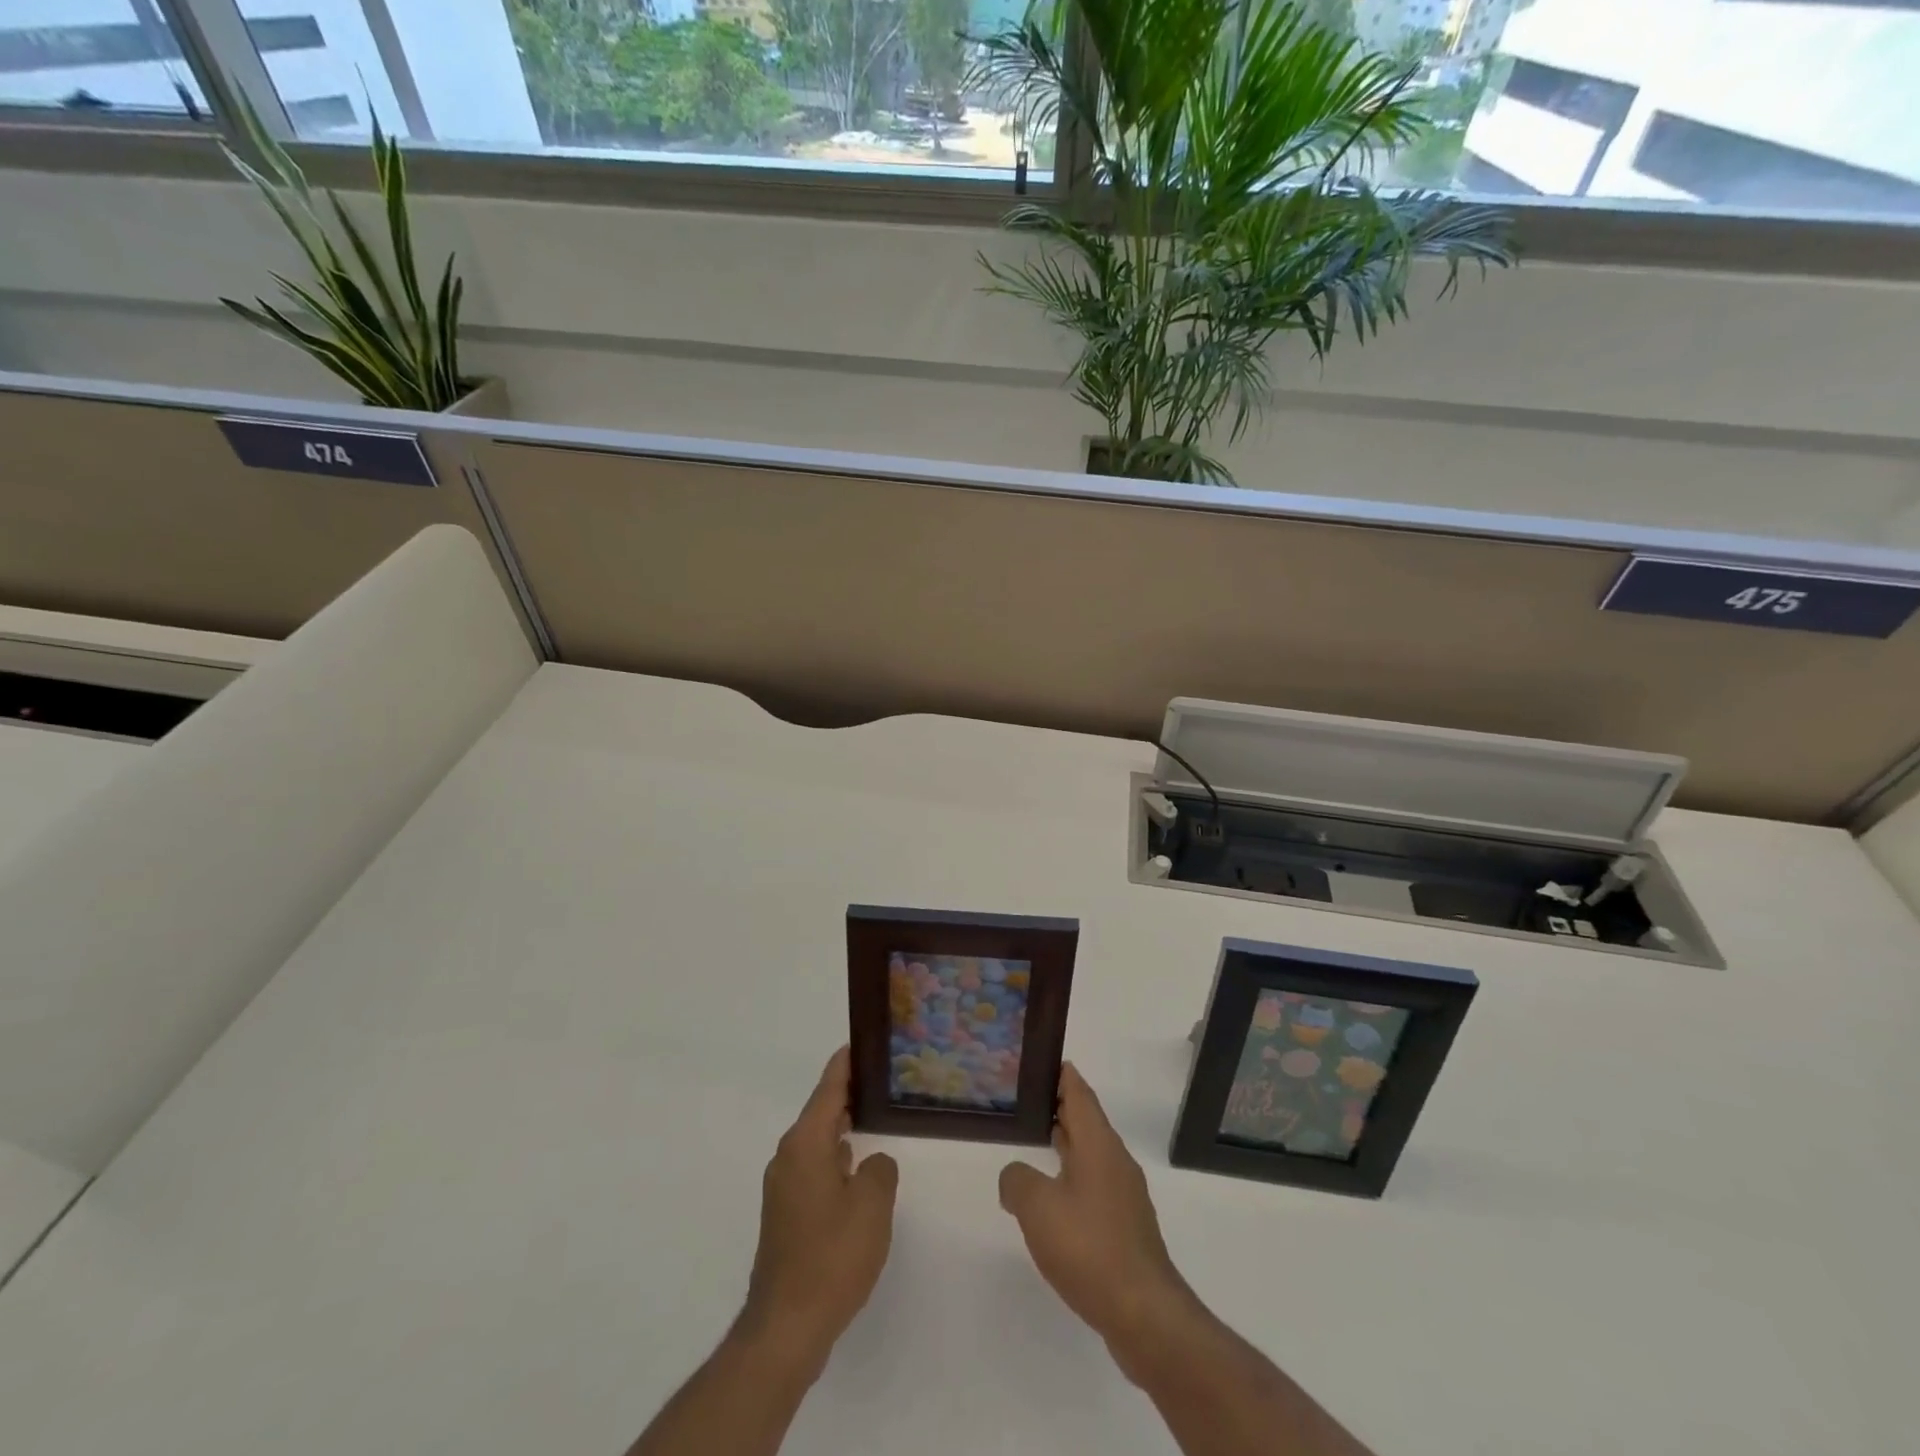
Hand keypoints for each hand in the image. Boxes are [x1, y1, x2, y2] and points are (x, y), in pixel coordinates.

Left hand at [740, 1046, 898, 1373]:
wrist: (786, 1327)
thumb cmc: (831, 1256)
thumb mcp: (872, 1206)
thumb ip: (880, 1169)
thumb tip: (872, 1163)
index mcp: (805, 1144)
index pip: (828, 1088)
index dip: (846, 1063)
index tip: (862, 1040)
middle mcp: (788, 1156)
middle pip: (821, 1111)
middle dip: (848, 1094)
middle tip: (882, 1079)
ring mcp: (783, 1186)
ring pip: (817, 1141)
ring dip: (842, 1128)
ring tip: (875, 1117)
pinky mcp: (785, 1213)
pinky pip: (814, 1167)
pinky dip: (835, 1157)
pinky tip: (857, 1169)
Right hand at [999, 1064, 1200, 1371]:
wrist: (1143, 1313)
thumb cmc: (1089, 1246)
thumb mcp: (1037, 1206)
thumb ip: (1017, 1180)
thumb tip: (1015, 1177)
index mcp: (1098, 1144)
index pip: (1079, 1092)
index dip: (1061, 1073)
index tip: (1040, 1059)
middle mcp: (1115, 1161)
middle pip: (1086, 1121)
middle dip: (1059, 1106)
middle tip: (1026, 1098)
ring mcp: (1124, 1196)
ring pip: (1090, 1154)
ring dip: (1065, 1144)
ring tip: (1033, 1142)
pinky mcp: (1125, 1228)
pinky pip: (1094, 1186)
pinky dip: (1072, 1178)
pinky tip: (1053, 1199)